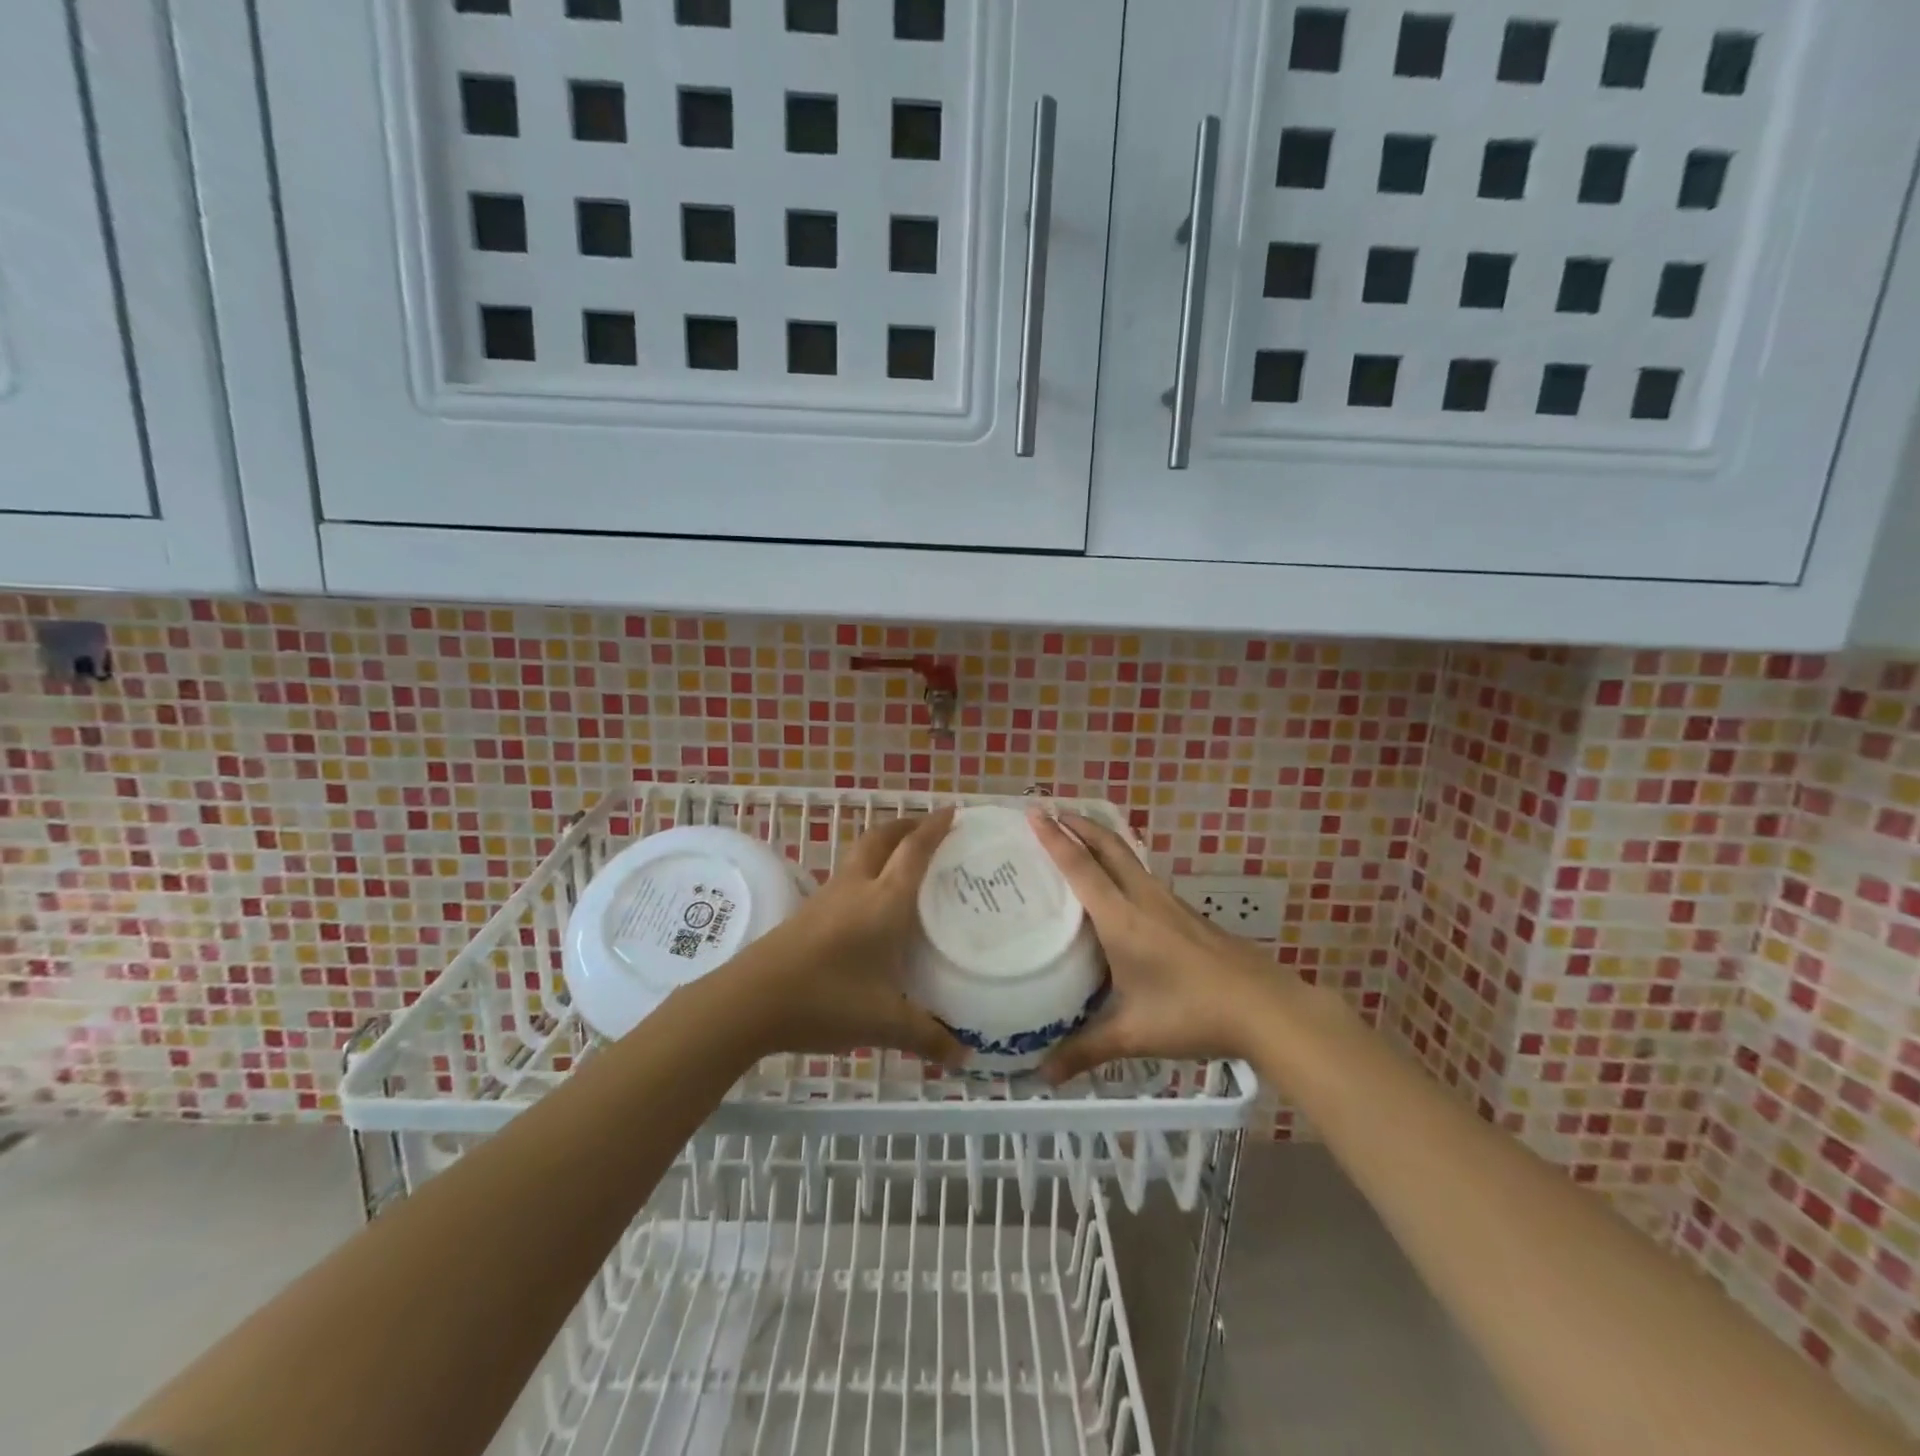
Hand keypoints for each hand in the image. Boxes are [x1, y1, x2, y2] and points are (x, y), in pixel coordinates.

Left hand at [717, 809, 966, 1066]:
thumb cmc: (826, 1000)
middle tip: (929, 828)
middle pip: (882, 839)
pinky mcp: (808, 912)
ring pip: (860, 855)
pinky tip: (870, 901)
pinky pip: (847, 876)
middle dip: (906, 826)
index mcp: (884, 901)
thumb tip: (964, 1057)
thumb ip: (927, 1036)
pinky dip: (867, 871)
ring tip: (904, 860)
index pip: (914, 851)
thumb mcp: (884, 1022)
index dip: (935, 827)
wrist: (751, 1000)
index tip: (953, 811)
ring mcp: (828, 897)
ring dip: (884, 846)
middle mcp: (857, 888)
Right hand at [1029, 810, 1278, 1081]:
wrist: (1267, 1008)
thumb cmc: (1193, 1014)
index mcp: (1122, 919)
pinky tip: (1122, 886)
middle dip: (1079, 825)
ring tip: (1080, 839)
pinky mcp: (1188, 914)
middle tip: (1052, 811)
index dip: (1055, 839)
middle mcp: (1144, 900)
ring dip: (1102, 840)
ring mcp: (1171, 904)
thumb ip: (1085, 1050)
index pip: (1081, 868)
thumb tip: (1042, 1077)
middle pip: (1108, 847)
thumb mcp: (1133, 1035)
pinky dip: (1122, 864)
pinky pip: (1145, 876)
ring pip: (1129, 858)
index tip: (1034, 813)